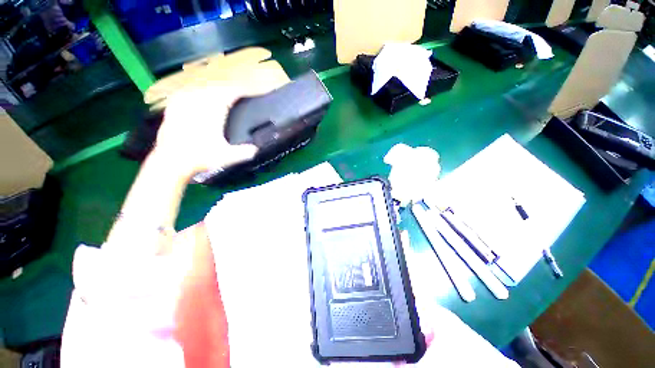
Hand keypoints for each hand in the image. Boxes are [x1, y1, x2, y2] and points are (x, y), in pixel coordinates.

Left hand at [153, 80, 284, 178]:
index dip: (240, 91)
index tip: (248, 91)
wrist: (170, 160)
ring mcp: (183, 102)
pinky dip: (196, 90)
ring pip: (201, 86)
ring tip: (221, 90)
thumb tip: (256, 149)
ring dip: (213, 87)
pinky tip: (198, 93)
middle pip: (216, 86)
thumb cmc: (200, 157)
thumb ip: (244, 152)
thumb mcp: (227, 157)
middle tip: (237, 91)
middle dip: (228, 87)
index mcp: (213, 111)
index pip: (229, 93)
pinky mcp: (174, 106)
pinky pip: (187, 91)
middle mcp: (197, 102)